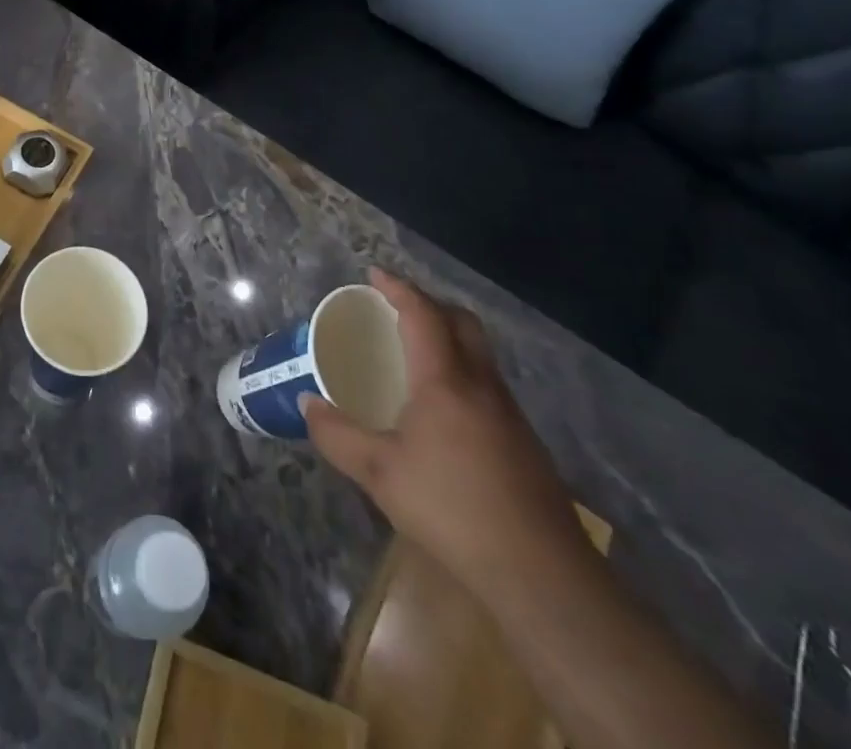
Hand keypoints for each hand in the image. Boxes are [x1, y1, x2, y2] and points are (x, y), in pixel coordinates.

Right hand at [303, 270, 588, 598]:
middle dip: (430, 304)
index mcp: (445, 381)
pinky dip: (461, 373)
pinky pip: (488, 386)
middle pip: (463, 323)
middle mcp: (482, 386)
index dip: (398, 288)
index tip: (374, 274)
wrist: (543, 577)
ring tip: (414, 353)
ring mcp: (510, 415)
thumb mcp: (379, 474)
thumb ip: (338, 435)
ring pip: (480, 355)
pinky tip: (443, 409)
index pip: (423, 314)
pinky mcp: (525, 445)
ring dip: (449, 338)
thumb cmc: (452, 510)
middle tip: (396, 307)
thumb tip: (307, 404)